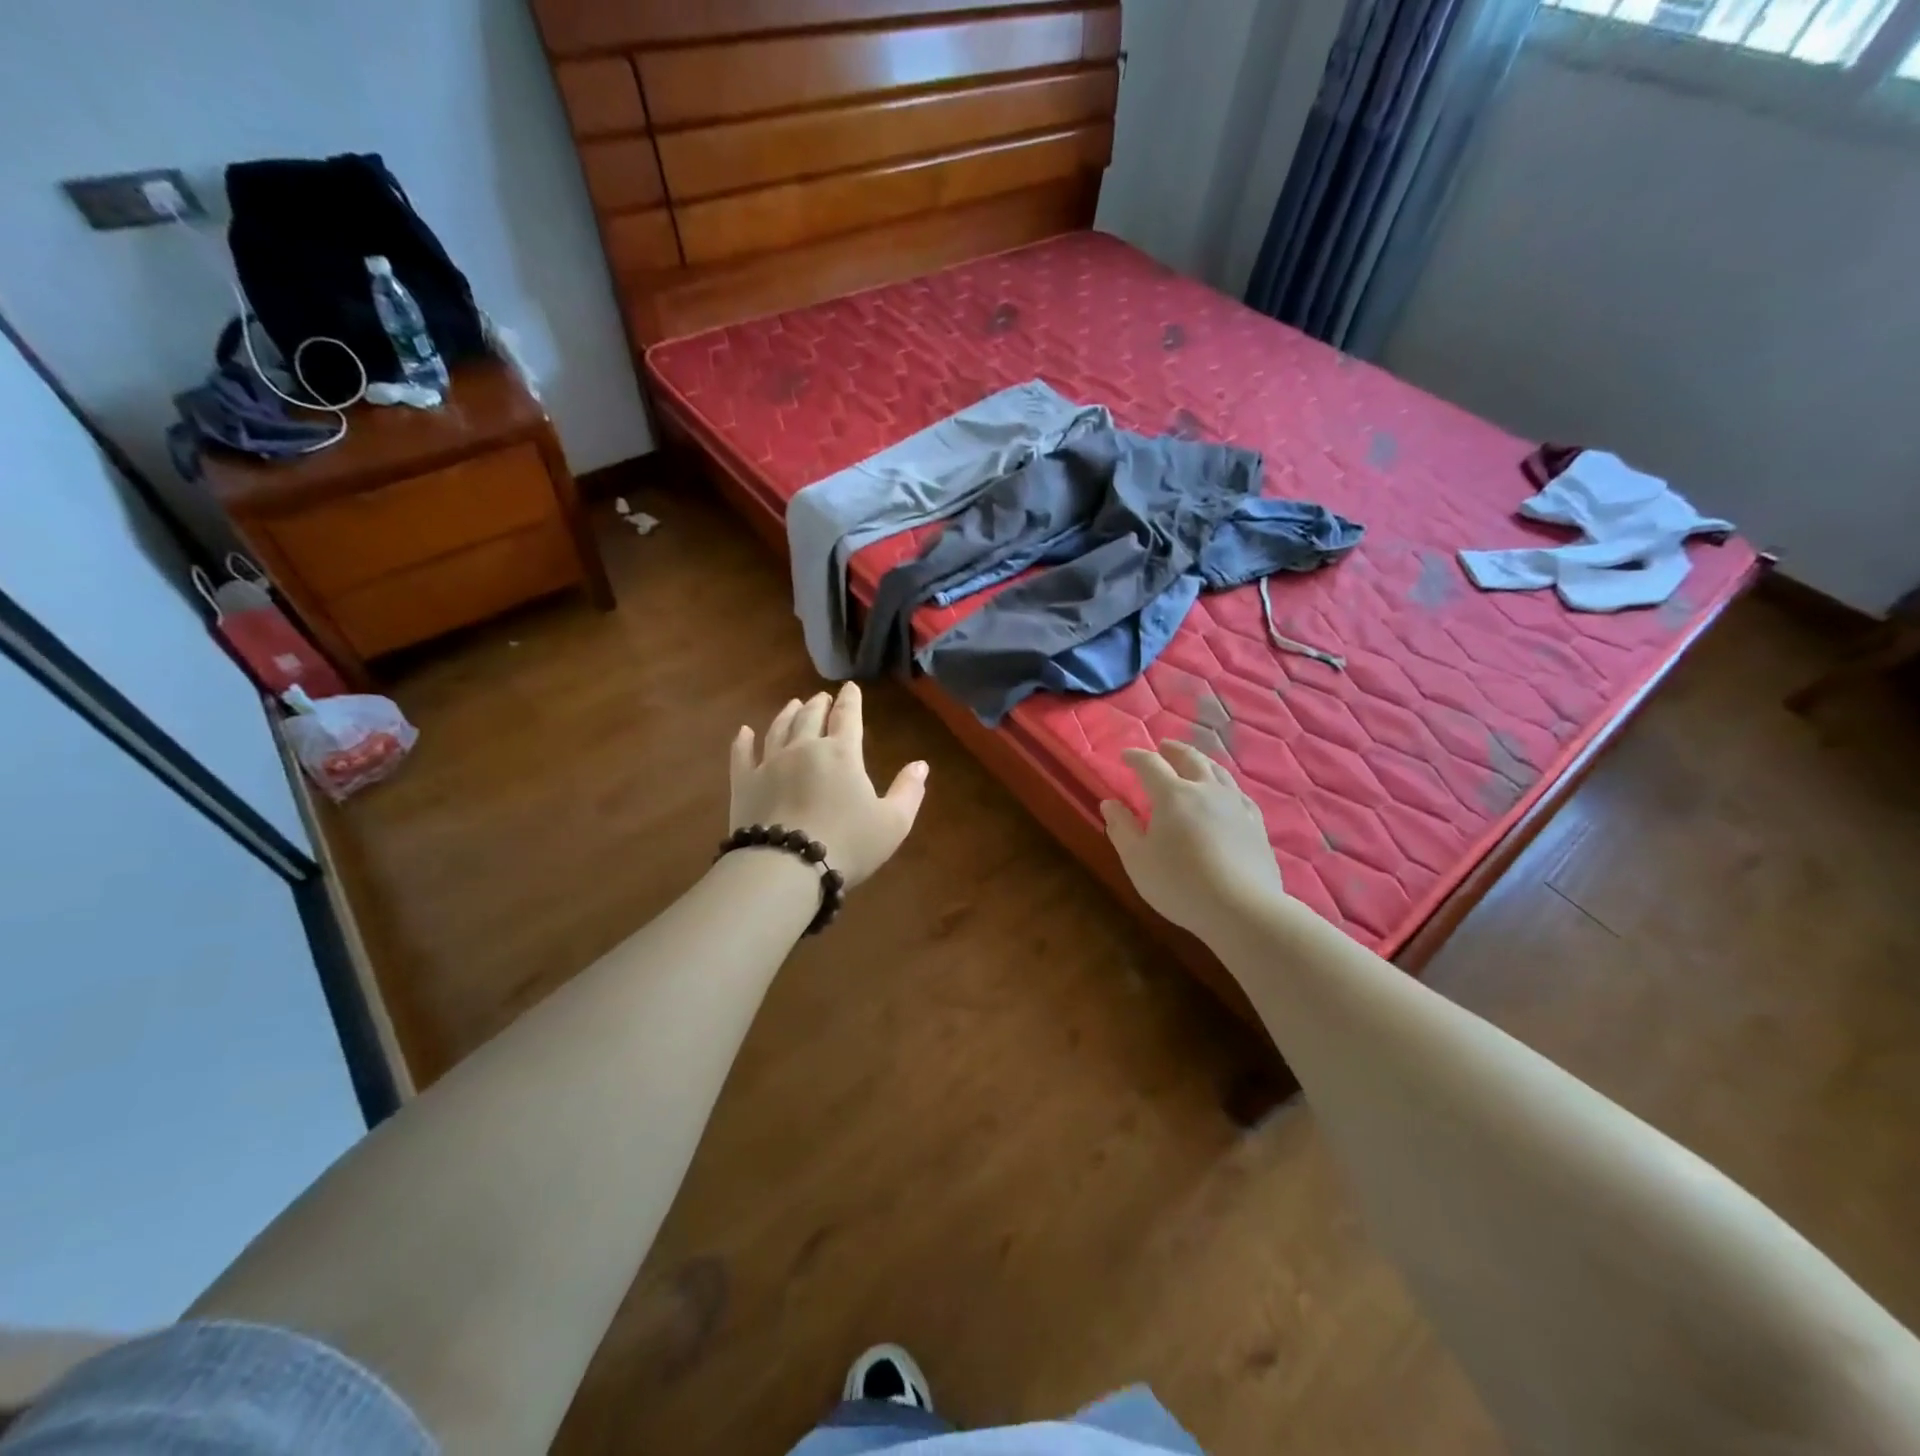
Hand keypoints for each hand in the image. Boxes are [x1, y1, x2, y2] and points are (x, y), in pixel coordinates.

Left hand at [729, 684, 928, 888]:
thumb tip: (921, 765)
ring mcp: (770, 763)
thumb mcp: (893, 823)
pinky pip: (742, 755)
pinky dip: (743, 741)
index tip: (850, 688)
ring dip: (787, 714)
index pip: (848, 717)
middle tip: (821, 697)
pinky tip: (744, 732)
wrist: (786, 867)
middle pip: (811, 717)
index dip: (851, 700)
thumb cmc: (848, 844)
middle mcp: (804, 748)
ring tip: (793, 704)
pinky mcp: (744, 783)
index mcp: (842, 754)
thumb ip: (908, 791)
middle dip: (819, 704)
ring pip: (778, 729)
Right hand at [1101, 741, 1285, 935]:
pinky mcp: (1256, 823)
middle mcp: (1206, 790)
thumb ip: (1121, 828)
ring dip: (1201, 761)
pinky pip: (1238, 793)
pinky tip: (1226, 793)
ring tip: (1194, 762)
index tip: (1126, 756)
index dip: (1136, 757)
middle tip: (1164, 747)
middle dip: (1173, 750)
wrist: (1242, 909)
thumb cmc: (1180, 884)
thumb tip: (1109, 803)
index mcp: (1173, 795)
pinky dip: (1225, 785)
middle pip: (1190, 759)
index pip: (1150, 765)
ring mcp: (1235, 805)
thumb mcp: (1137, 860)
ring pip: (1218, 772)